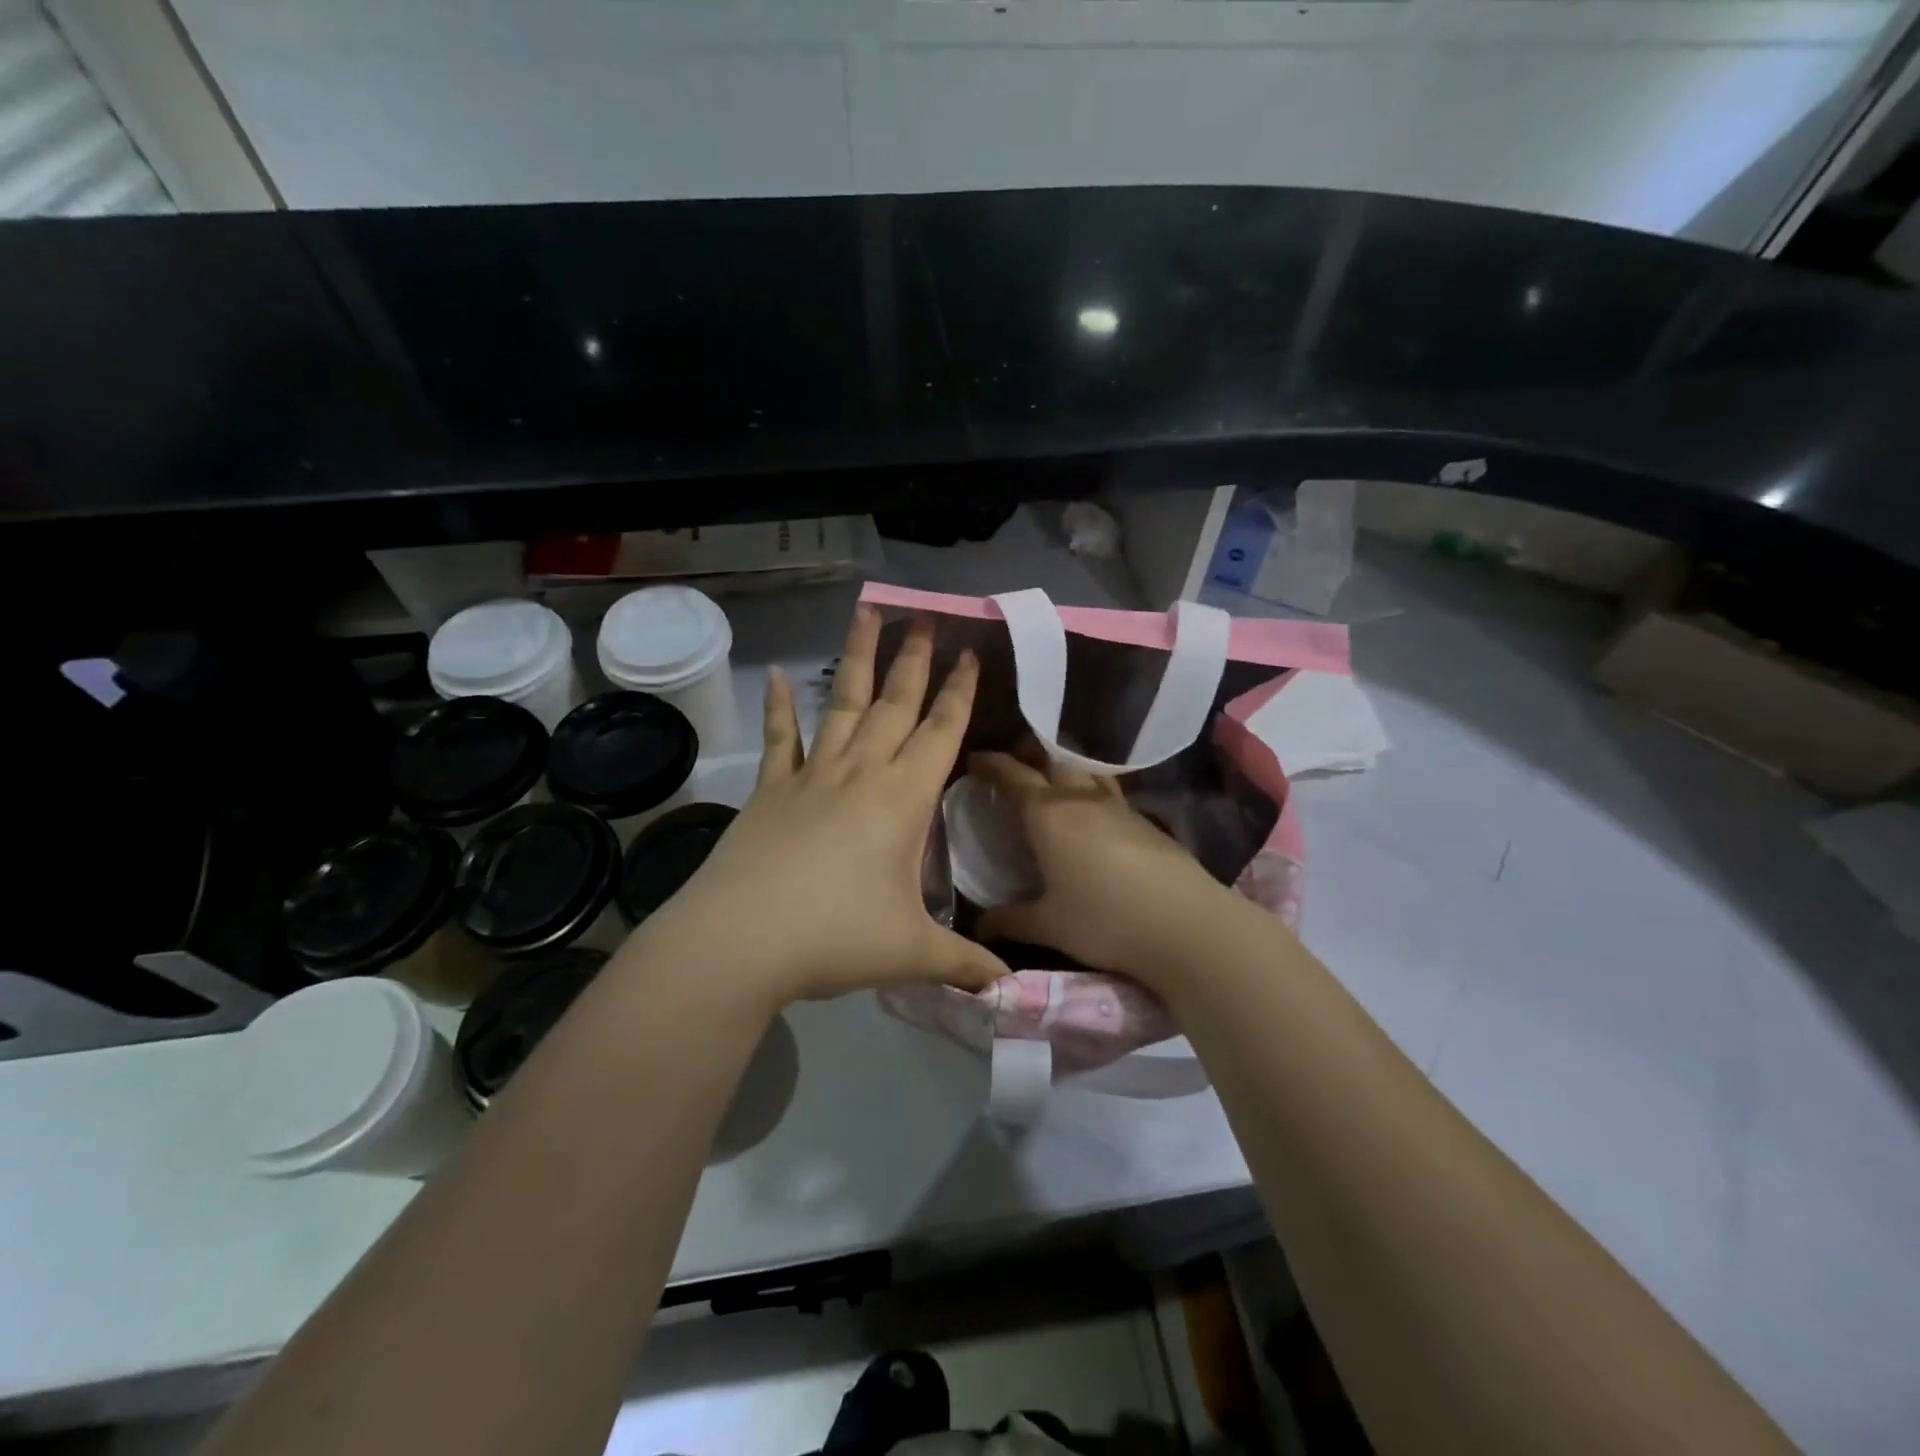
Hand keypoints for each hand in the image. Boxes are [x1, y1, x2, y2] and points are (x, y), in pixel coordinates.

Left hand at [632, 606, 1008, 1012]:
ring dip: (857, 659)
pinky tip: (775, 676)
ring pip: (841, 704)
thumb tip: (1007, 986)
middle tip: (925, 616)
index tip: (970, 652)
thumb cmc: (836, 937)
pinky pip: (779, 739)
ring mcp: (811, 776)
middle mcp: (861, 773)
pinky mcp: (771, 790)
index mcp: (902, 799)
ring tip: (867, 614)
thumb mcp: (911, 953)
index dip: (959, 692)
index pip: (941, 732)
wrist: (740, 941)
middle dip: (915, 659)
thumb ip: (963, 963)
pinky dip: (778, 707)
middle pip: (894, 703)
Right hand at [971, 751, 1244, 996]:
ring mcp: (1119, 807)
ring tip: (1053, 785)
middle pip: (1053, 758)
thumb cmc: (1105, 920)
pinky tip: (1092, 819)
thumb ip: (1010, 921)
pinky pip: (1109, 794)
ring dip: (1065, 769)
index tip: (975, 759)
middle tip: (1015, 764)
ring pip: (1086, 772)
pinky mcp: (1147, 821)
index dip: (991, 763)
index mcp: (1048, 815)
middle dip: (1031, 753)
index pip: (1013, 775)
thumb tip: (980, 924)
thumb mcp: (1049, 925)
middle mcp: (1082, 799)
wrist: (1187, 925)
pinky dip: (1091, 794)